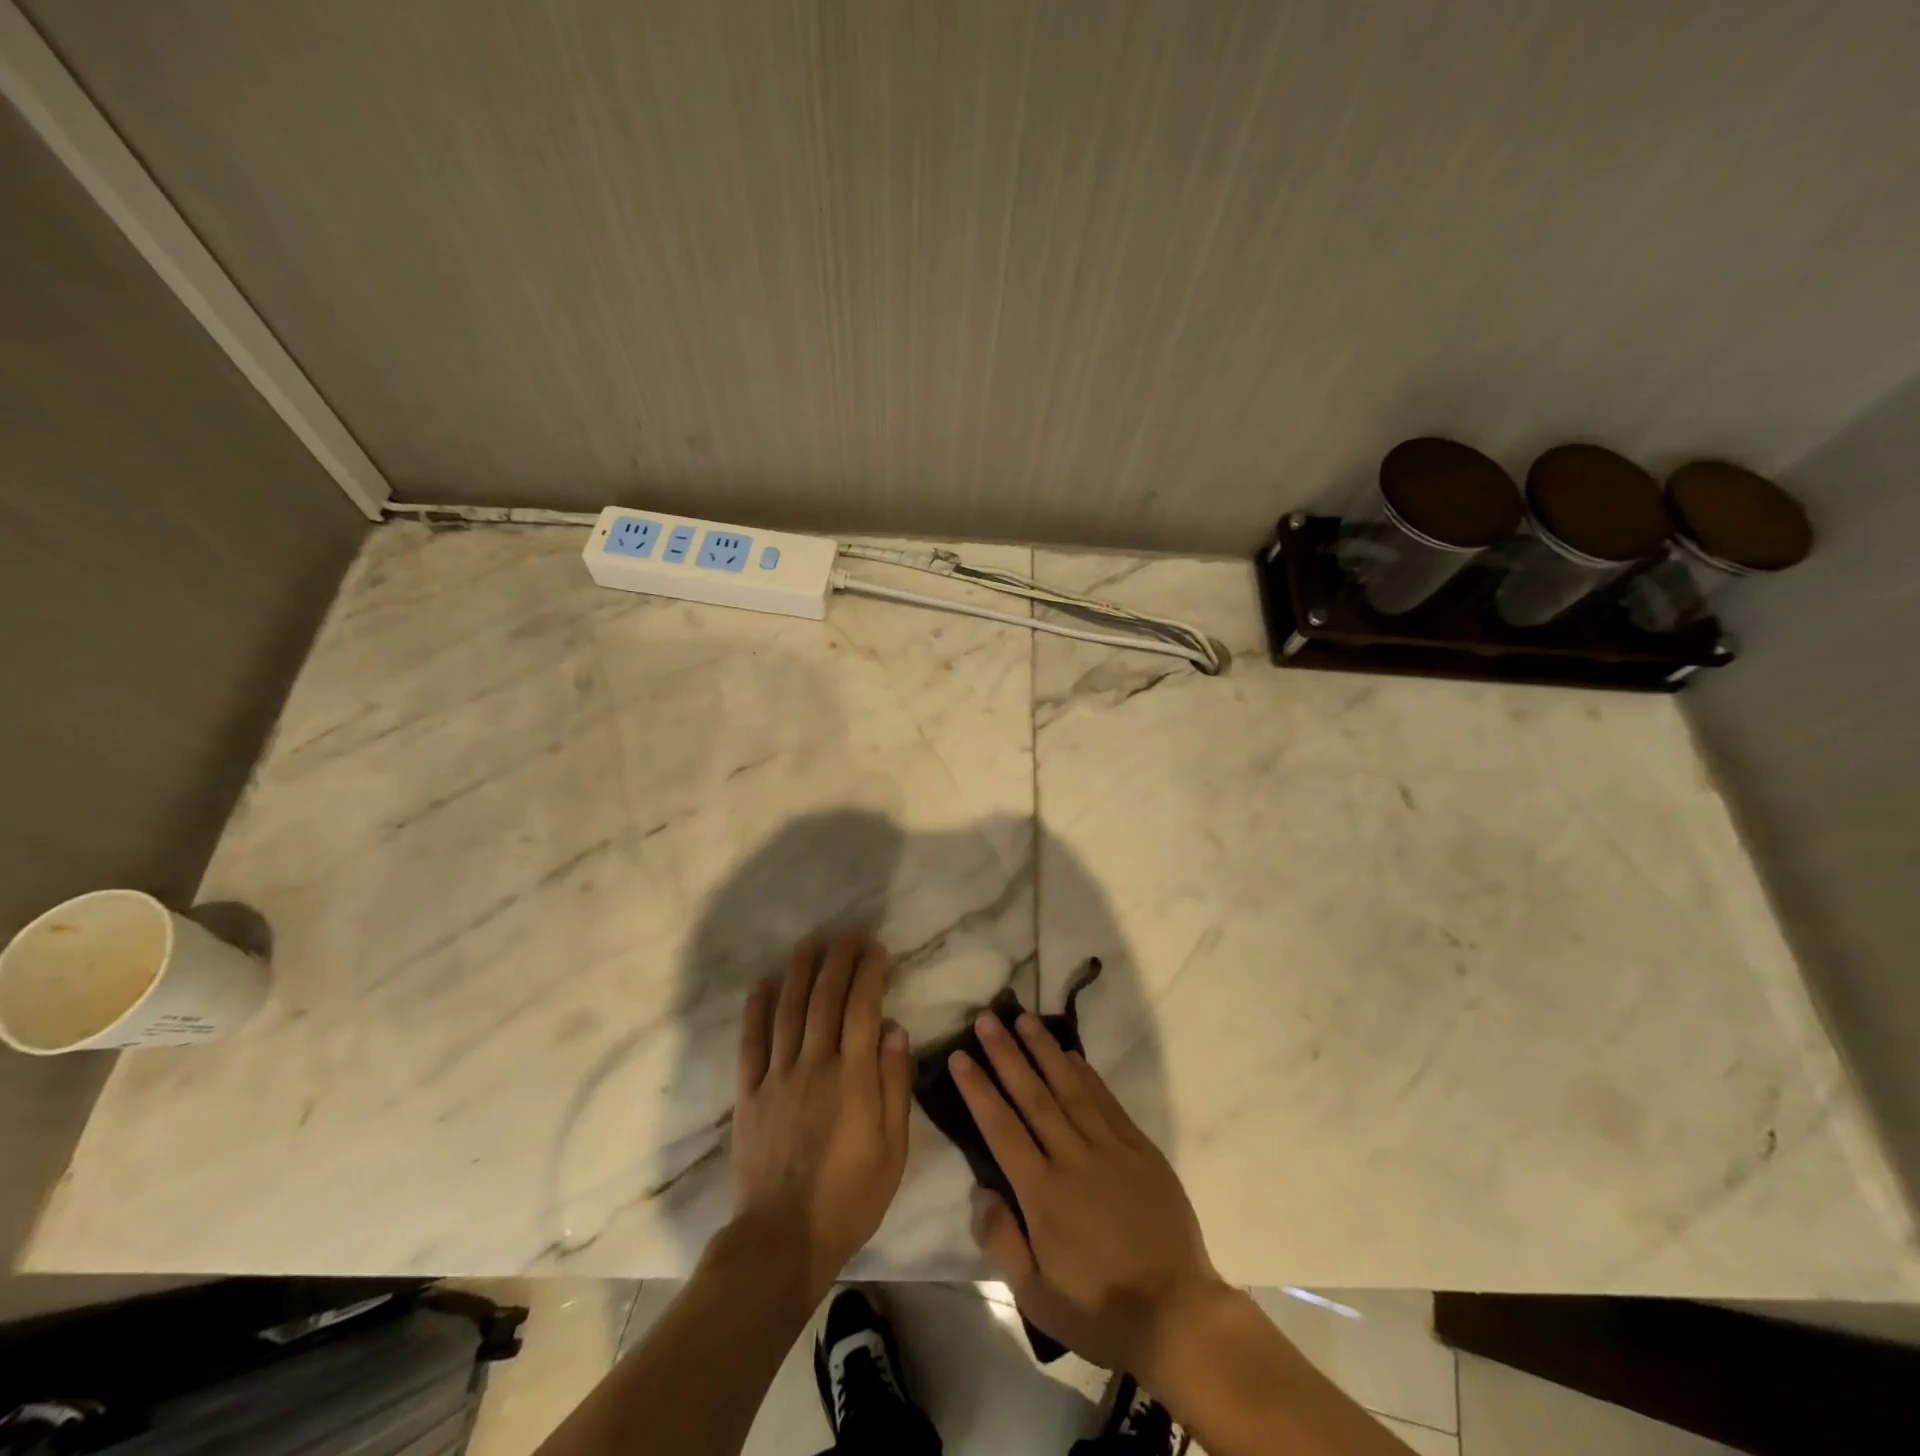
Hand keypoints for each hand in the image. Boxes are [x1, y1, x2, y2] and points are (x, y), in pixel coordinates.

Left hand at [730, 932, 912, 1294]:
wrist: (783, 1239)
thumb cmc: (850, 1197)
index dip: (869, 973)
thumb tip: (896, 1031)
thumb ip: (895, 1086)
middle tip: (846, 933)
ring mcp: (778, 1077)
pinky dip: (756, 1010)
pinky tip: (763, 984)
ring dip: (800, 972)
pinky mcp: (749, 1094)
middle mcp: (815, 1065)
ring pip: (789, 1011)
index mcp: (854, 1078)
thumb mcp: (893, 1149)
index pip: (863, 1009)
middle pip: (825, 1000)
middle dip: (838, 960)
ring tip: (810, 943)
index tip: (874, 947)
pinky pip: (751, 1043)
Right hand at [953, 1012, 1224, 1376]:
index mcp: (1043, 1194)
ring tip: (1023, 1019)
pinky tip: (1070, 1053)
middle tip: (986, 1019)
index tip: (960, 1056)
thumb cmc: (1099, 1309)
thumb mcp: (1037, 1296)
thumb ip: (1002, 1240)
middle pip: (1033, 1096)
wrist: (1177, 1313)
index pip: (1001, 1129)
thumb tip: (980, 1190)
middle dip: (1006, 1054)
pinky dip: (1086, 1074)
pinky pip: (1106, 1101)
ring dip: (1044, 1050)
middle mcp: (1073, 1159)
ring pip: (1070, 1088)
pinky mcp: (1139, 1148)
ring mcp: (1110, 1149)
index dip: (979, 1089)